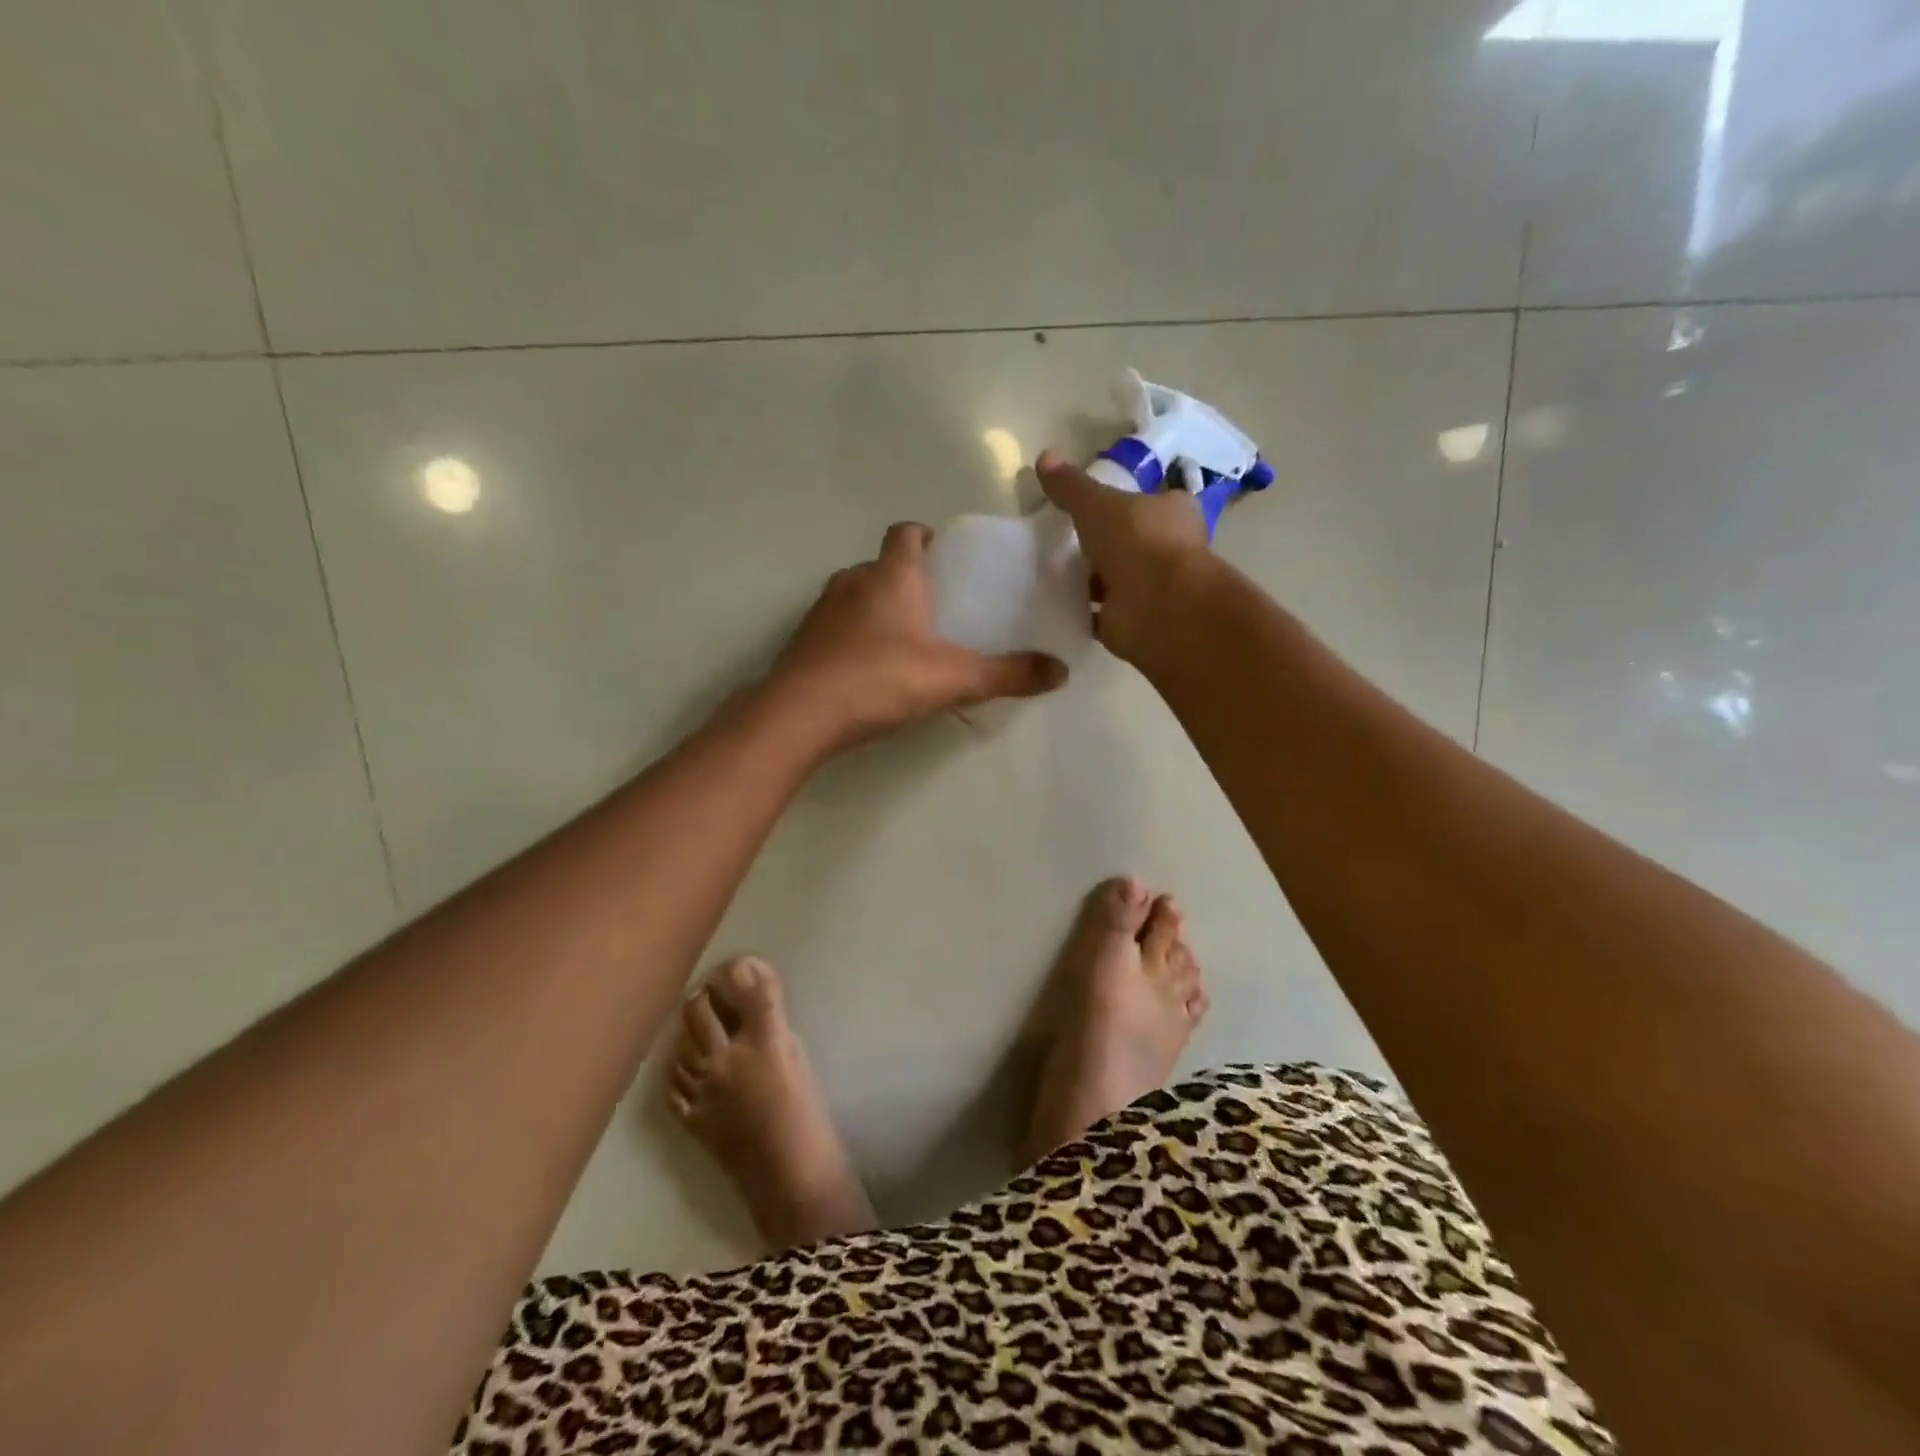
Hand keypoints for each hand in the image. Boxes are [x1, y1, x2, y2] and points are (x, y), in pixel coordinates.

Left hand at [765, 522, 1067, 752]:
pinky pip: (837, 627)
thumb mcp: (954, 678)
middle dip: (908, 579)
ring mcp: (821, 610)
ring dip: (880, 609)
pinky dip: (855, 637)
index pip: (906, 532)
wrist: (800, 714)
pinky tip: (872, 670)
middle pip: (883, 565)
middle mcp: (852, 581)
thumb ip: (1007, 674)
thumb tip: (1060, 672)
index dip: (925, 537)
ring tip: (908, 642)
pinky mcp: (803, 641)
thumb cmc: (881, 679)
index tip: (945, 557)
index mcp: (891, 575)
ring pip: (857, 596)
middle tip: (938, 608)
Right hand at [1035, 450, 1210, 665]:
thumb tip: (1044, 456)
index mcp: (1173, 512)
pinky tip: (1058, 606)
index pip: (1149, 502)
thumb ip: (1072, 486)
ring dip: (1093, 581)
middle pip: (1132, 543)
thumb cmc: (1138, 542)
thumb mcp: (1097, 504)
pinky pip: (1104, 615)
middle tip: (1065, 543)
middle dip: (1104, 545)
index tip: (1090, 509)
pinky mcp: (1135, 621)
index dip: (1122, 504)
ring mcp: (1154, 589)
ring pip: (1118, 580)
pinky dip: (1085, 612)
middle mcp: (1170, 550)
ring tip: (1054, 573)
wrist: (1158, 607)